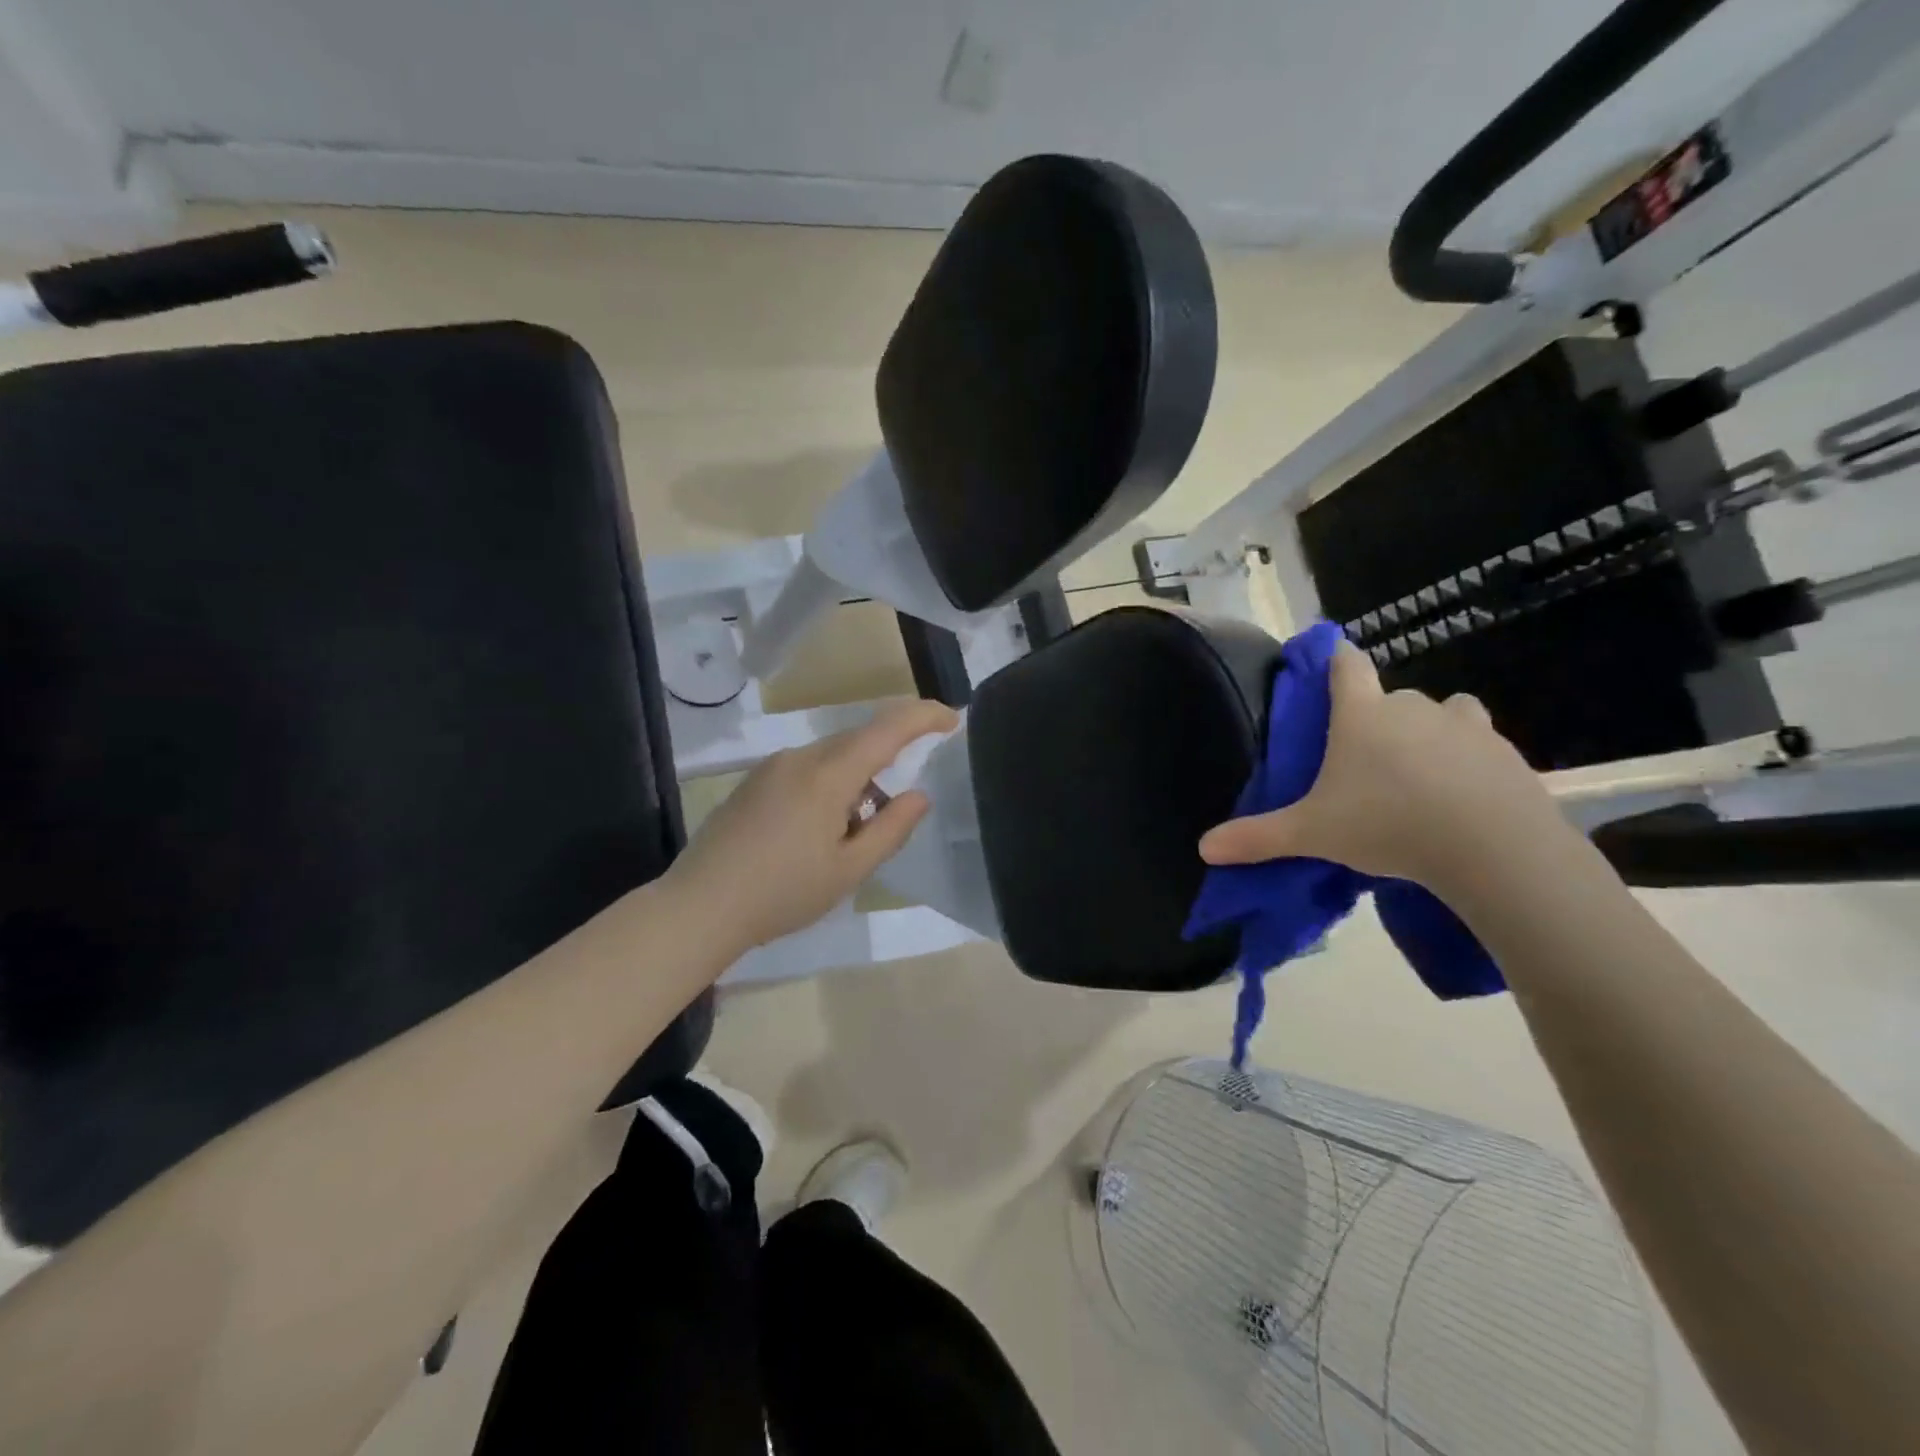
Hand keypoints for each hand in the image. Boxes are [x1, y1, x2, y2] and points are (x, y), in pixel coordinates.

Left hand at [665, 698, 958, 951]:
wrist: (700, 906)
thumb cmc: (782, 893)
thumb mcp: (849, 869)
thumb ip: (891, 828)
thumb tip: (920, 795)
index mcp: (828, 775)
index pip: (887, 728)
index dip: (923, 717)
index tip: (952, 719)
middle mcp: (800, 757)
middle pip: (859, 741)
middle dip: (888, 761)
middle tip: (896, 810)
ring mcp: (772, 766)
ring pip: (832, 757)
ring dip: (856, 782)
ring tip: (851, 836)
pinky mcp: (754, 781)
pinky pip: (807, 769)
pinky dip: (829, 787)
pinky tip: (818, 832)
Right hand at [1198, 642, 1573, 892]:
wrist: (1492, 848)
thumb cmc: (1386, 824)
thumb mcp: (1311, 834)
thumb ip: (1257, 837)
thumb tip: (1204, 848)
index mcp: (1361, 714)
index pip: (1346, 665)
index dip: (1336, 660)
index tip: (1330, 666)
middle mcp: (1412, 707)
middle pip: (1390, 696)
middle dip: (1378, 719)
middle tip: (1364, 761)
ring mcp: (1465, 727)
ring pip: (1444, 713)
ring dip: (1430, 732)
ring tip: (1419, 773)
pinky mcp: (1507, 753)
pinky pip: (1480, 744)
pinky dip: (1469, 761)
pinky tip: (1461, 798)